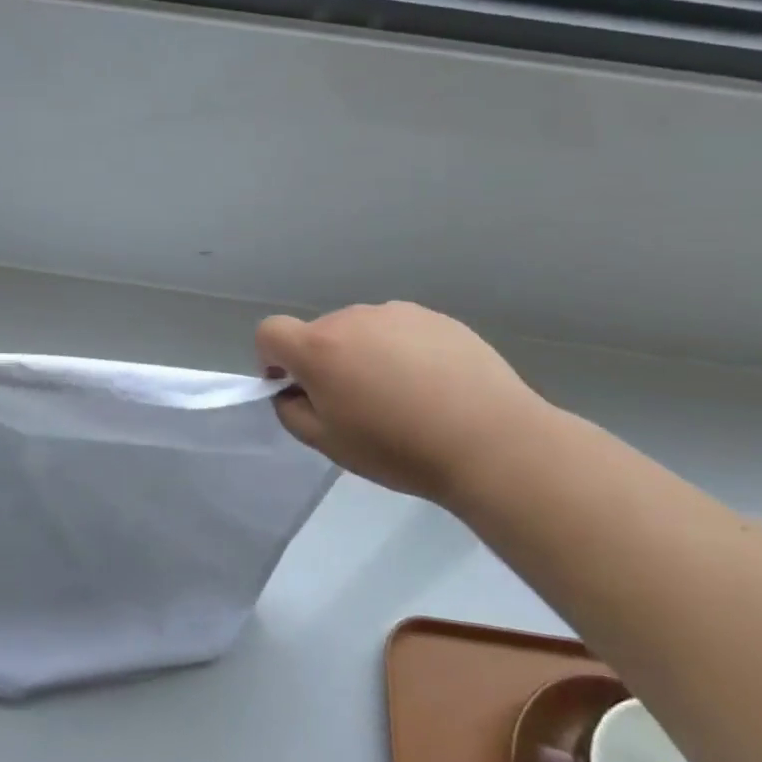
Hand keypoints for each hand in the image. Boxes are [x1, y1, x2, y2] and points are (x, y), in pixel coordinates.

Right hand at [255, 301, 549, 501]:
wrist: (490, 441)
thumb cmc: (399, 448)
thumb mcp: (329, 444)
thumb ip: (292, 411)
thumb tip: (292, 390)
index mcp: (319, 347)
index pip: (270, 332)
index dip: (273, 359)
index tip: (297, 388)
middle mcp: (353, 318)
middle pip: (320, 334)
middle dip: (325, 363)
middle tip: (358, 406)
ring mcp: (397, 313)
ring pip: (362, 331)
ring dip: (365, 355)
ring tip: (403, 397)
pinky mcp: (436, 317)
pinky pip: (400, 331)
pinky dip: (402, 352)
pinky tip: (433, 386)